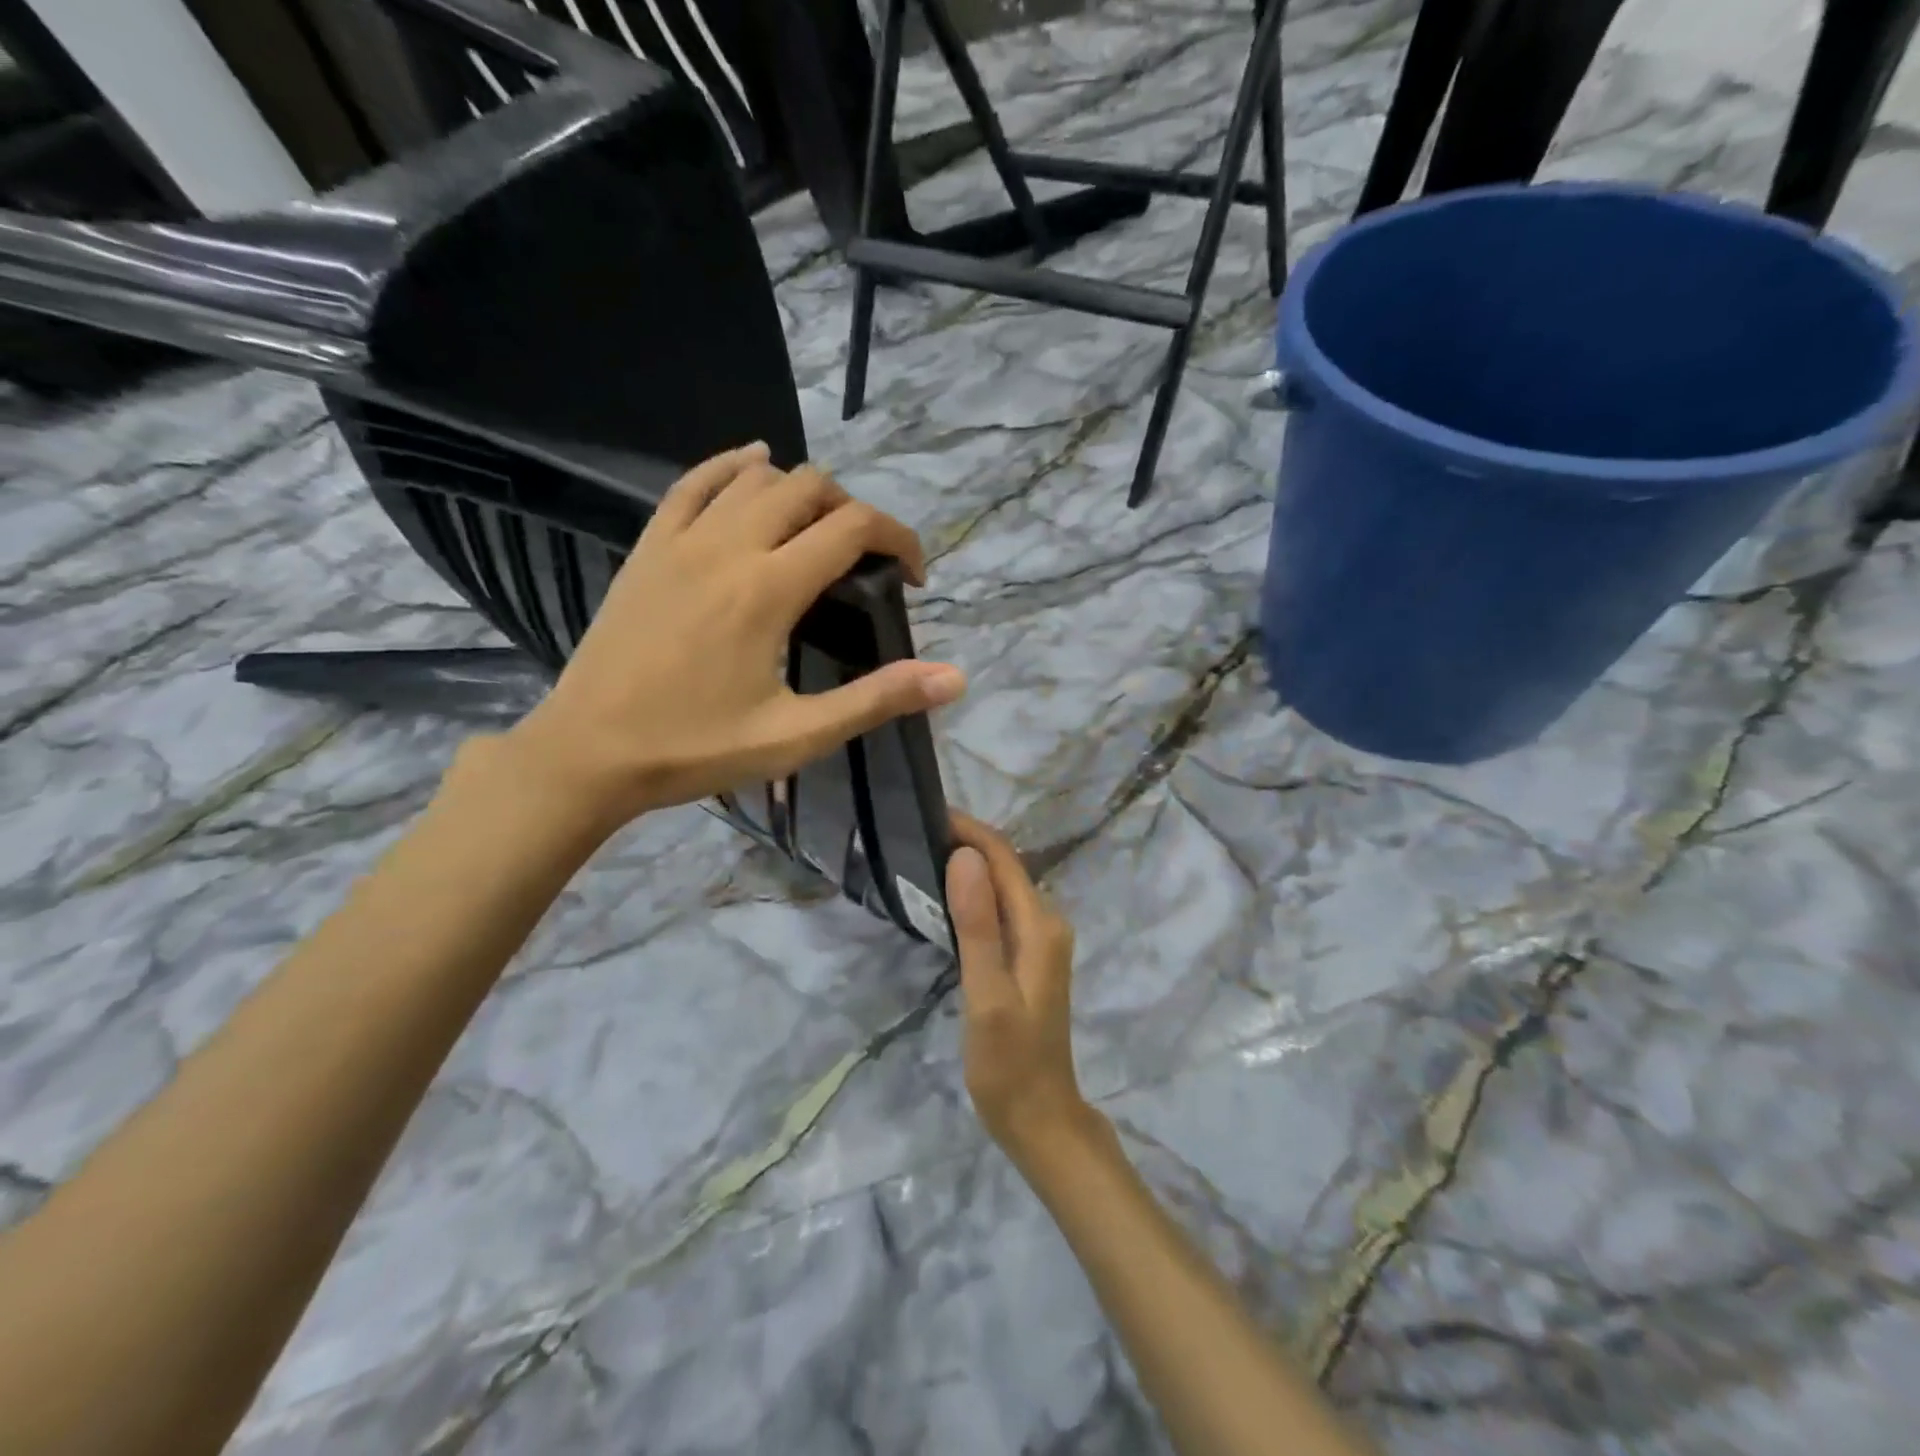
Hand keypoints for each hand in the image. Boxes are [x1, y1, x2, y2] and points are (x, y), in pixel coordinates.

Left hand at [504, 444, 966, 834]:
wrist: (589, 753)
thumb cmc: (697, 749)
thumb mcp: (797, 735)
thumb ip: (877, 699)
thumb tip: (954, 677)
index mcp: (769, 589)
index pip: (854, 528)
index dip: (899, 540)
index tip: (912, 577)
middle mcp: (729, 546)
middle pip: (811, 488)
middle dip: (854, 514)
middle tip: (865, 564)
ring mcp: (681, 540)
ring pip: (757, 477)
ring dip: (801, 492)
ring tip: (817, 534)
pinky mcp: (649, 547)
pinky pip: (693, 481)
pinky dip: (732, 466)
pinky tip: (754, 466)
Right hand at [948, 812, 1096, 1164]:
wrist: (1040, 1118)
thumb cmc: (1010, 1064)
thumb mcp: (988, 996)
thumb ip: (978, 925)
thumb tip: (965, 857)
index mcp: (1040, 925)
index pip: (1004, 858)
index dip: (968, 830)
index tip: (925, 813)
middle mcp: (1046, 923)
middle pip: (1005, 866)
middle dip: (966, 842)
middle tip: (913, 832)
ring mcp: (1040, 940)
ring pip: (1002, 886)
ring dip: (968, 865)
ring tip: (921, 854)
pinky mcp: (1028, 955)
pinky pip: (1000, 909)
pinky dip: (973, 893)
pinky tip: (944, 897)